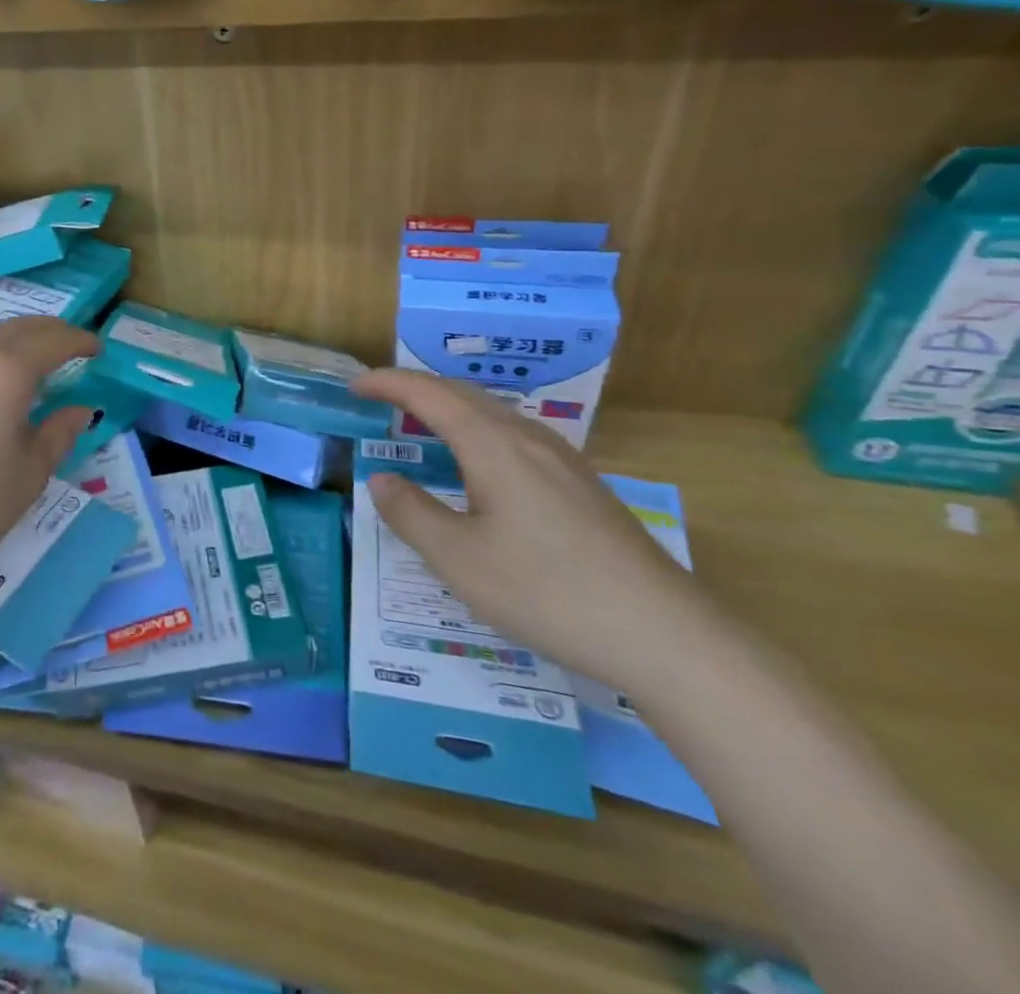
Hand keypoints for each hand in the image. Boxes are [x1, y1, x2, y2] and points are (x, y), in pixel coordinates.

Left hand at [0, 317, 98, 591]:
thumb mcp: (30, 473)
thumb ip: (59, 432)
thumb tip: (80, 409)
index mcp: (5, 370)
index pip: (52, 341)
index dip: (79, 341)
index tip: (95, 349)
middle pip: (17, 327)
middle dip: (49, 332)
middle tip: (69, 346)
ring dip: (9, 333)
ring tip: (21, 355)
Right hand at [352, 370, 717, 690]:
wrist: (666, 635)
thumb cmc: (548, 591)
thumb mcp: (459, 560)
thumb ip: (411, 514)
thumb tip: (382, 480)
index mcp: (492, 445)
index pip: (428, 394)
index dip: (387, 384)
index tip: (354, 387)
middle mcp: (527, 438)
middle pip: (463, 394)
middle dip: (416, 390)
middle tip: (378, 401)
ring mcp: (561, 460)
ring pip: (493, 414)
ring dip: (449, 409)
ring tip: (421, 427)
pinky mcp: (581, 485)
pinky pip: (514, 437)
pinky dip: (477, 432)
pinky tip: (478, 468)